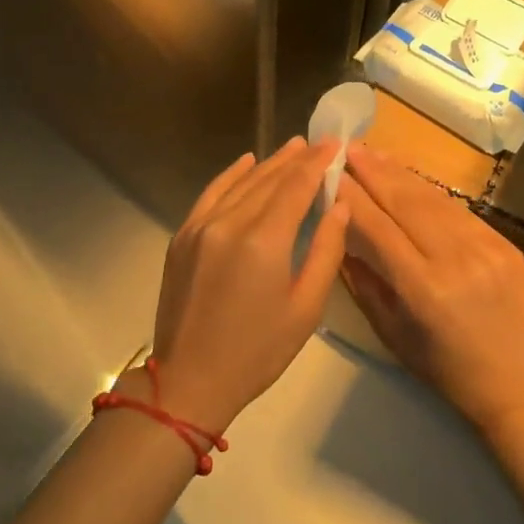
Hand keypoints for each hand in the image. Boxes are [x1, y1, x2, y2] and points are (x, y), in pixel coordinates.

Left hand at [150, 137, 349, 431]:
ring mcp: (201, 226)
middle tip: (319, 143)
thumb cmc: (257, 352)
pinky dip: (232, 175)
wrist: (190, 380)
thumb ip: (326, 251)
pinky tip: (247, 162)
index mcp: (264, 241)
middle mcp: (230, 222)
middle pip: (269, 179)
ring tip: (293, 148)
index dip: (317, 163)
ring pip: (242, 182)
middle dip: (297, 159)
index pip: (296, 187)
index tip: (335, 145)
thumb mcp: (305, 309)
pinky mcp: (183, 235)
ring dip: (269, 163)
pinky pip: (212, 193)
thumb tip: (340, 207)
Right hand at [338, 141, 523, 433]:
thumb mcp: (391, 332)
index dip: (351, 196)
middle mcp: (456, 261)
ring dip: (400, 173)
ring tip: (373, 153)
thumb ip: (363, 280)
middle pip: (406, 203)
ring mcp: (486, 249)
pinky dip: (430, 192)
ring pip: (434, 200)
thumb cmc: (443, 369)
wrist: (515, 385)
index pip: (378, 228)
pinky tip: (410, 178)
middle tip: (347, 147)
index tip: (328, 172)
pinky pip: (459, 211)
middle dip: (373, 172)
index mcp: (424, 290)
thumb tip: (339, 232)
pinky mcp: (505, 245)